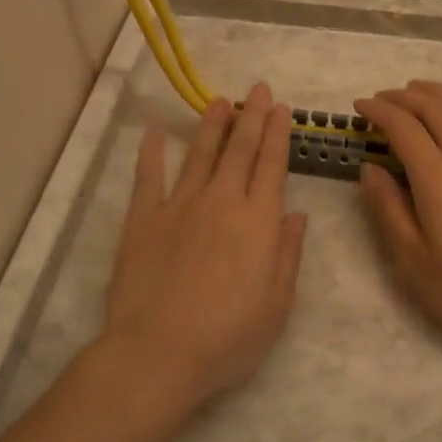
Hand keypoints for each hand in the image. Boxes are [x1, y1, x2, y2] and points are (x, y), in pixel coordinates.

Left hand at [97, 83, 307, 407]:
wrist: (158, 352)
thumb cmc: (228, 337)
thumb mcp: (277, 305)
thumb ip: (287, 255)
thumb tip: (297, 216)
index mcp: (258, 222)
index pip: (272, 166)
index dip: (277, 135)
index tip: (280, 109)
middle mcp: (221, 202)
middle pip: (240, 151)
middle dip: (251, 118)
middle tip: (257, 90)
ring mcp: (179, 207)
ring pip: (200, 155)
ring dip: (212, 126)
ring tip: (220, 101)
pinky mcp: (144, 220)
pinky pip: (149, 178)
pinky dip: (152, 153)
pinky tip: (156, 133)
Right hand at [354, 81, 441, 351]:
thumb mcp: (412, 260)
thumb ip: (388, 208)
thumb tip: (369, 168)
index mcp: (437, 179)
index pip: (402, 127)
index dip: (378, 110)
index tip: (360, 107)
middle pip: (434, 107)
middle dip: (404, 96)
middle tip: (383, 98)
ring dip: (440, 91)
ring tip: (419, 89)